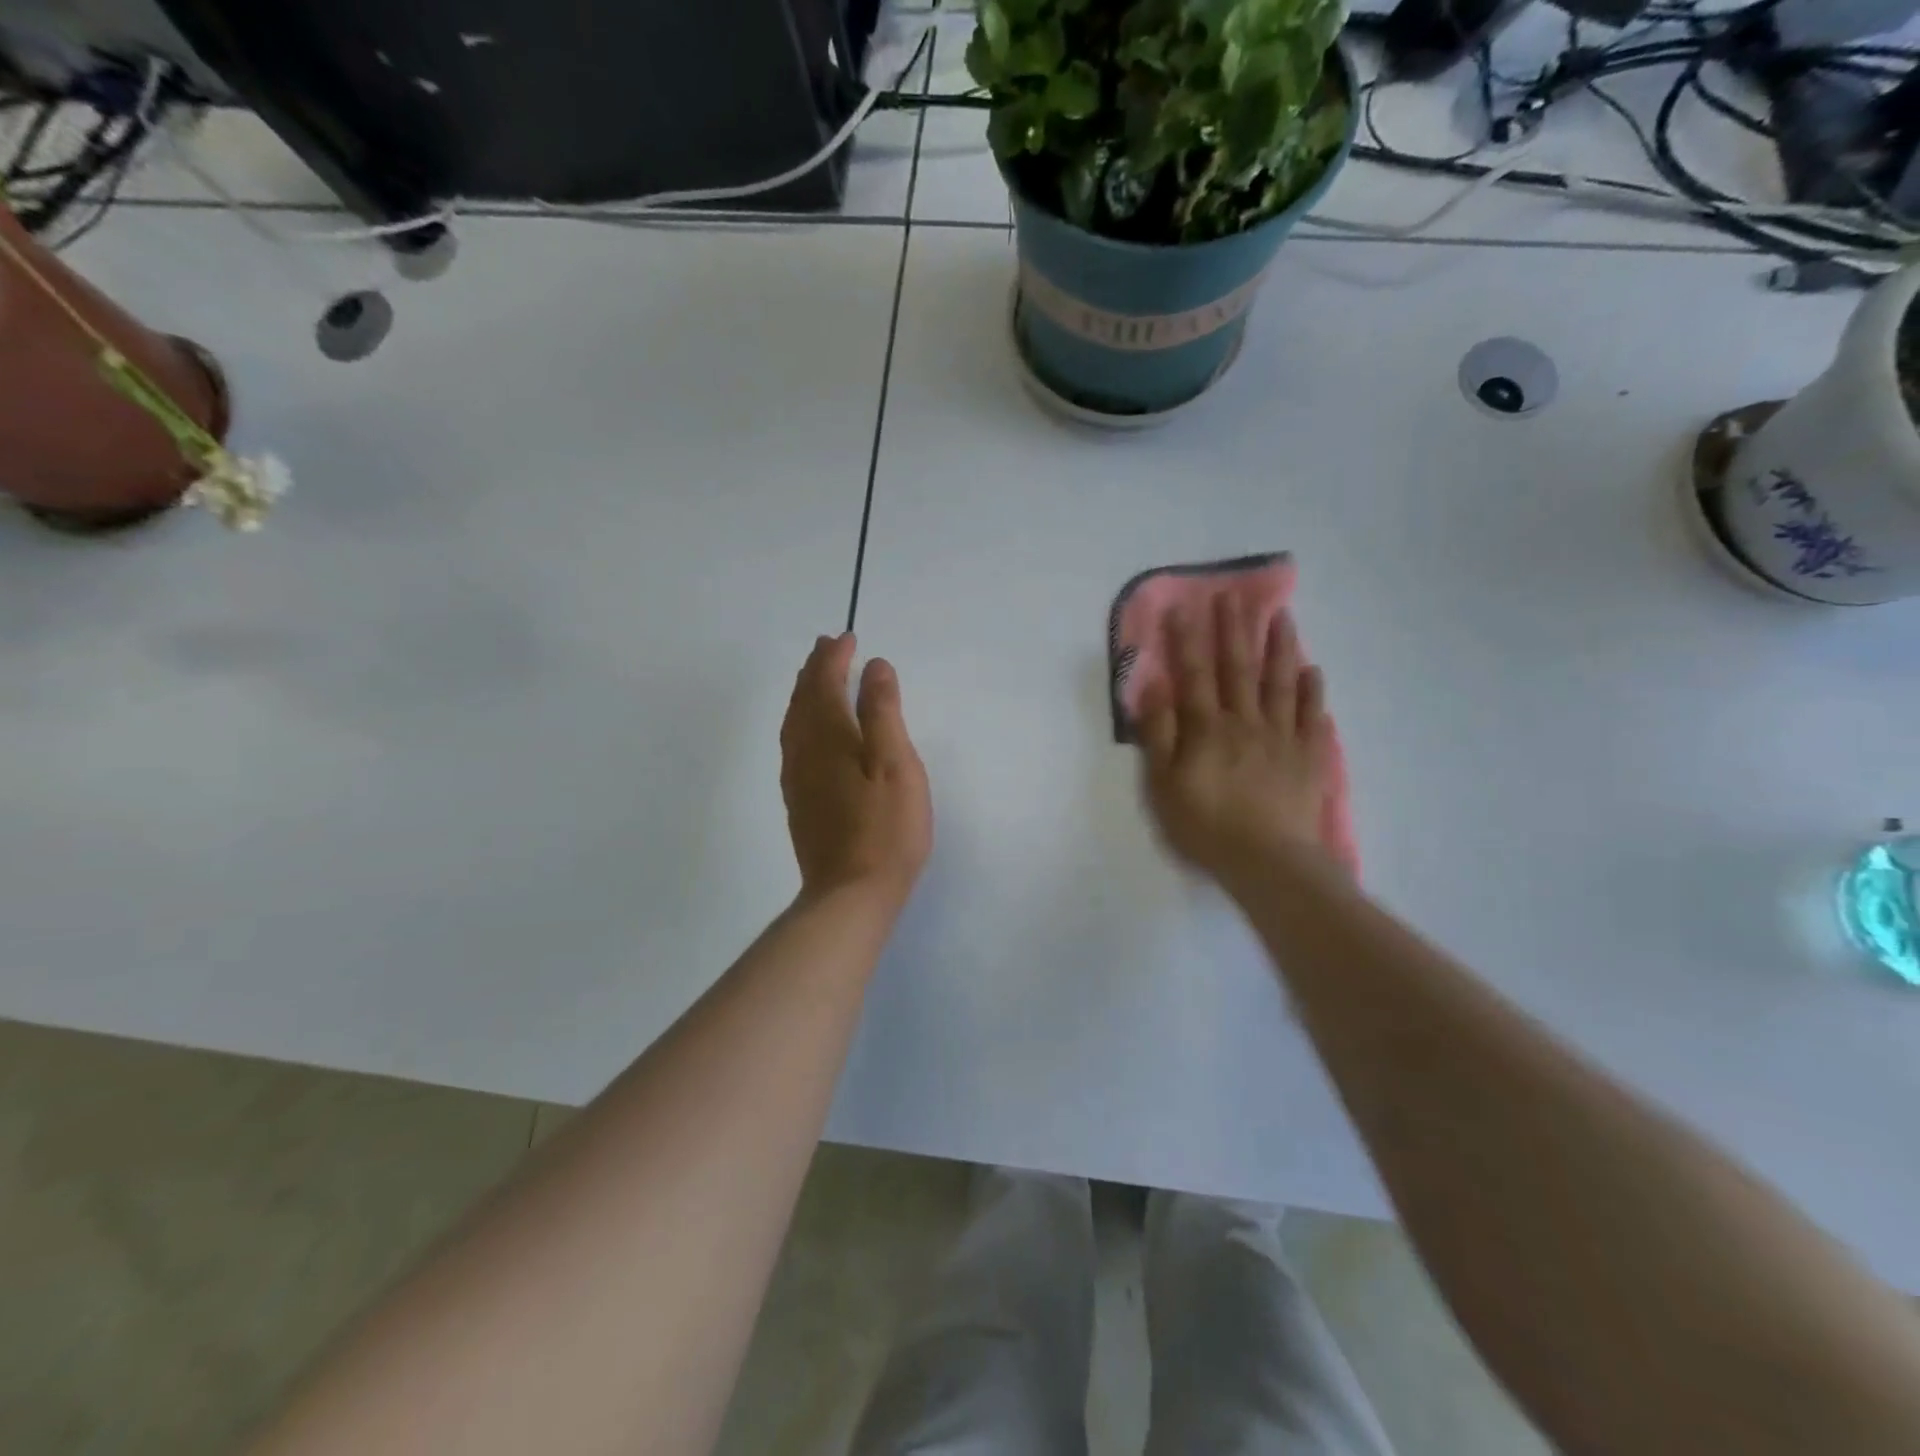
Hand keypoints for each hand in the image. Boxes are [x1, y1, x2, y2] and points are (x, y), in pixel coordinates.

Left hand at [780, 633, 932, 907]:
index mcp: (829, 736)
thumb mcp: (896, 764)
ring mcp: (796, 779)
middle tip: (827, 647)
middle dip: (815, 669)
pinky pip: (792, 745)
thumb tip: (874, 667)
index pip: (826, 683)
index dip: (835, 658)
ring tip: (815, 678)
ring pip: (793, 722)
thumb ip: (883, 712)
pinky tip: (808, 732)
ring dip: (804, 693)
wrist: (850, 894)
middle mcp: (804, 751)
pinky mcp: (798, 802)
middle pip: (803, 699)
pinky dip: (799, 722)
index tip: (848, 638)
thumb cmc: (885, 828)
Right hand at [1137, 595, 1335, 884]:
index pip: (1194, 674)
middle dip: (1234, 629)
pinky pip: (1312, 716)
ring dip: (1280, 647)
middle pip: (1239, 668)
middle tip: (1234, 595)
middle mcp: (1246, 722)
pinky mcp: (1309, 758)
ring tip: (1282, 616)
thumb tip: (1154, 686)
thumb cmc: (1205, 826)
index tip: (1185, 605)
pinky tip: (1313, 673)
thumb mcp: (1162, 785)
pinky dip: (1312, 692)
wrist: (1269, 863)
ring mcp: (1282, 737)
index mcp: (1207, 728)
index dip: (1187, 639)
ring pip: (1281, 683)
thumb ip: (1158, 734)